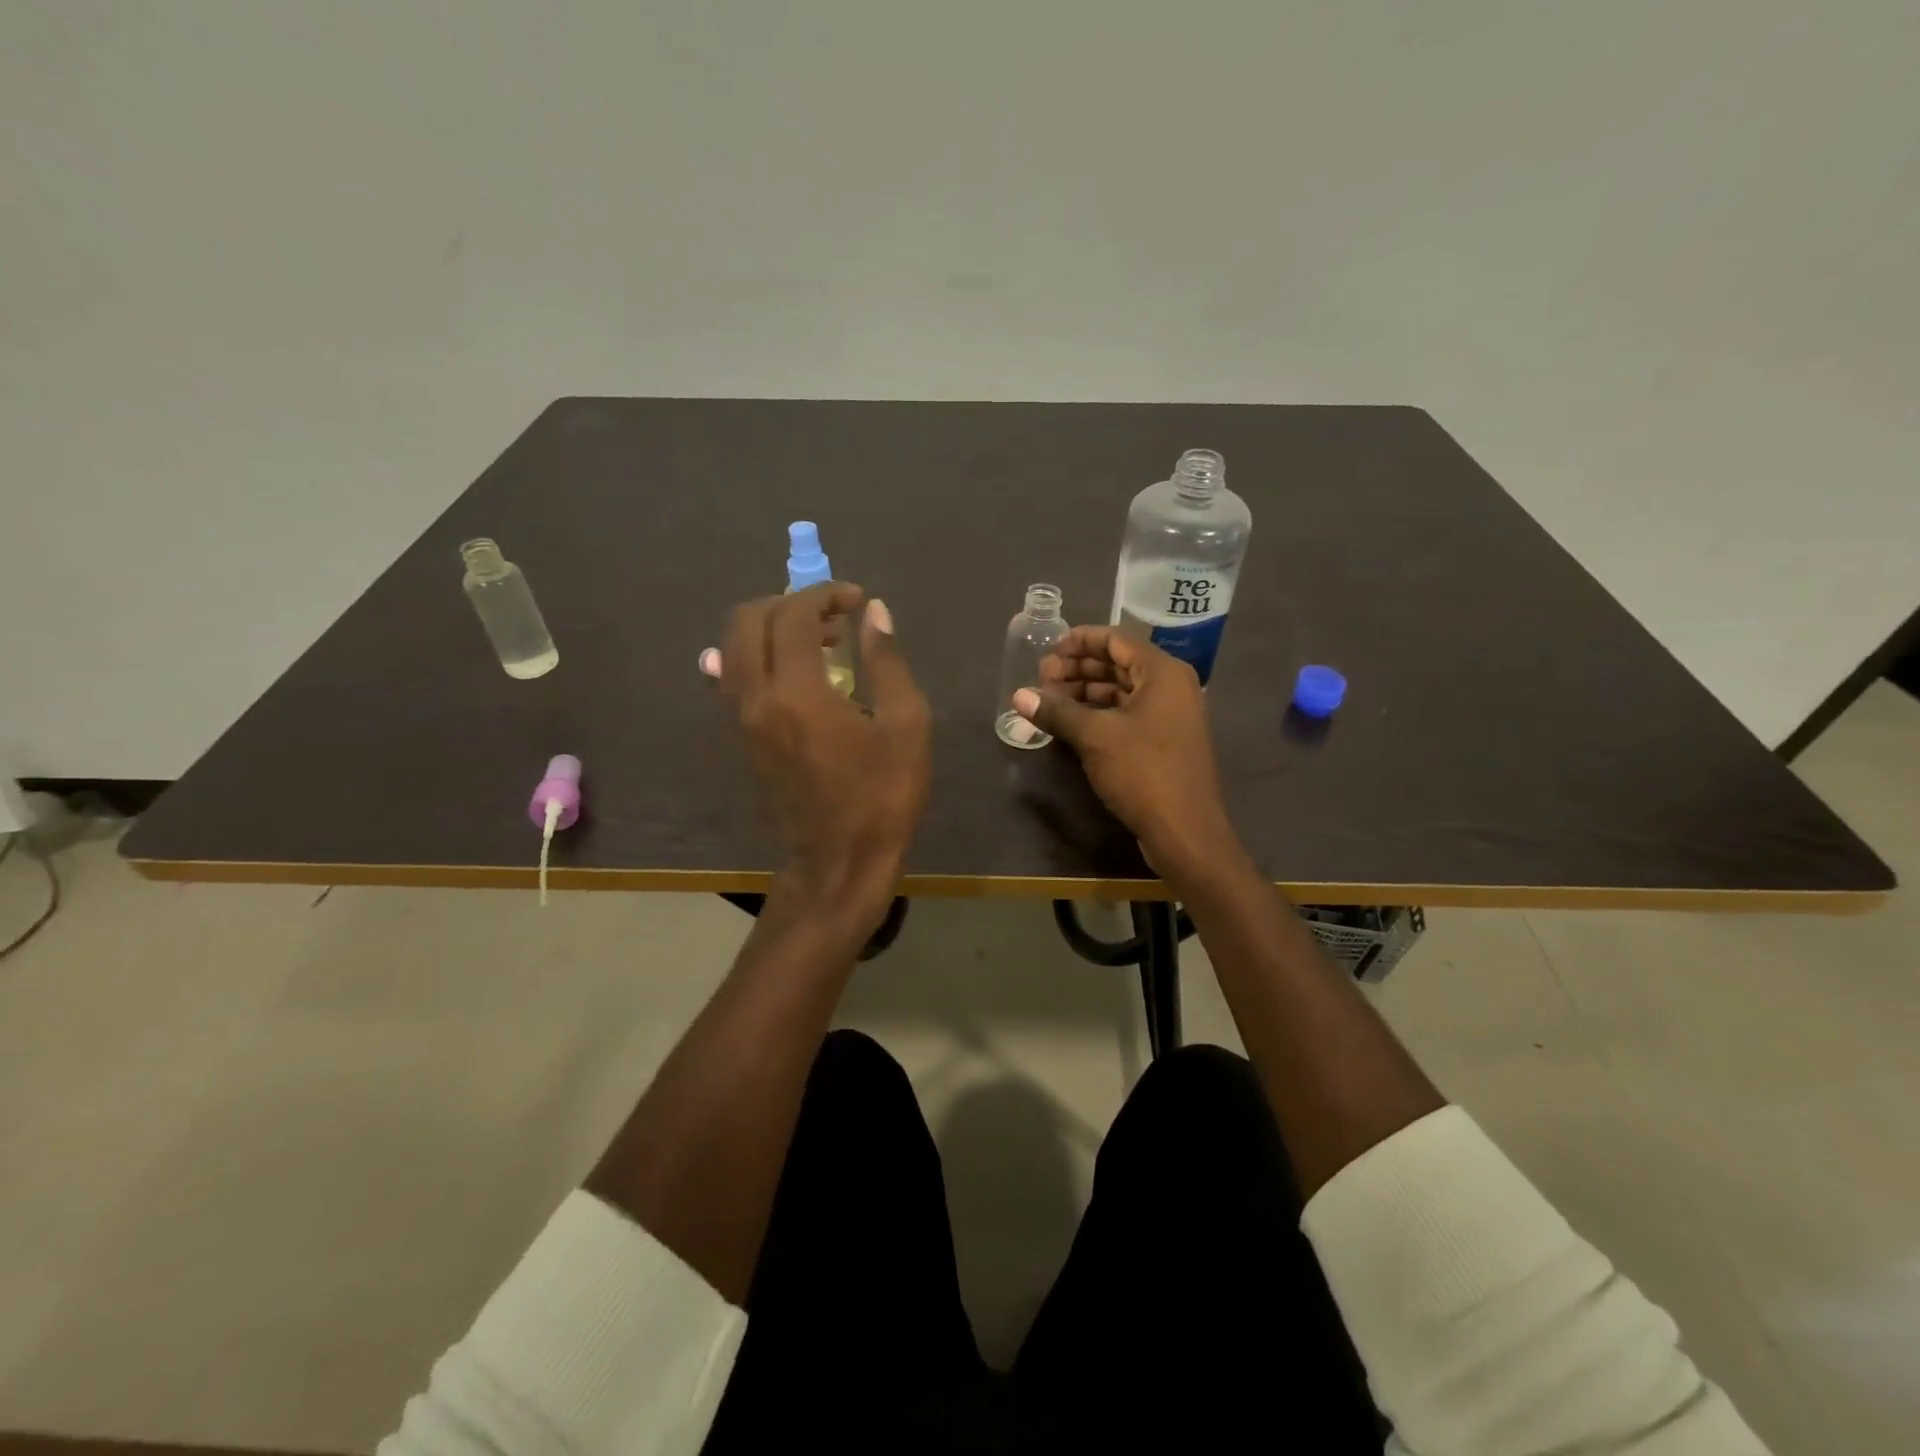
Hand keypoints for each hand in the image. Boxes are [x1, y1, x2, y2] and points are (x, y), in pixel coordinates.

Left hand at [715, 584, 930, 936]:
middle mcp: (757, 698)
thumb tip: (874, 613)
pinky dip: (759, 656)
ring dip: (771, 628)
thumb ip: (886, 662)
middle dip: (789, 603)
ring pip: (734, 647)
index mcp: (798, 692)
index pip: (794, 615)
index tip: (857, 601)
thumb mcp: (905, 725)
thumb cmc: (882, 796)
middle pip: (748, 619)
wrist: (838, 863)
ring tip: (819, 644)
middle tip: (833, 618)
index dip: (826, 595)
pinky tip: (795, 670)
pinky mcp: (742, 738)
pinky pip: (734, 678)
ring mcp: (742, 719)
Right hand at [1012, 627, 1236, 877]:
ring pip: (1122, 691)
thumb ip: (1057, 711)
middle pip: (1119, 664)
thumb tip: (1018, 696)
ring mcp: (1170, 716)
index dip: (1079, 641)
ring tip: (1049, 701)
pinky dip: (1099, 714)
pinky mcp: (1164, 742)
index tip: (1047, 651)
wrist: (1185, 831)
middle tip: (1042, 679)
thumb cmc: (1143, 772)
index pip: (1117, 639)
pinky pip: (1128, 714)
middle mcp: (1171, 687)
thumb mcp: (1095, 737)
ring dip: (1086, 692)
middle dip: (1078, 669)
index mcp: (1163, 672)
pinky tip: (1071, 724)